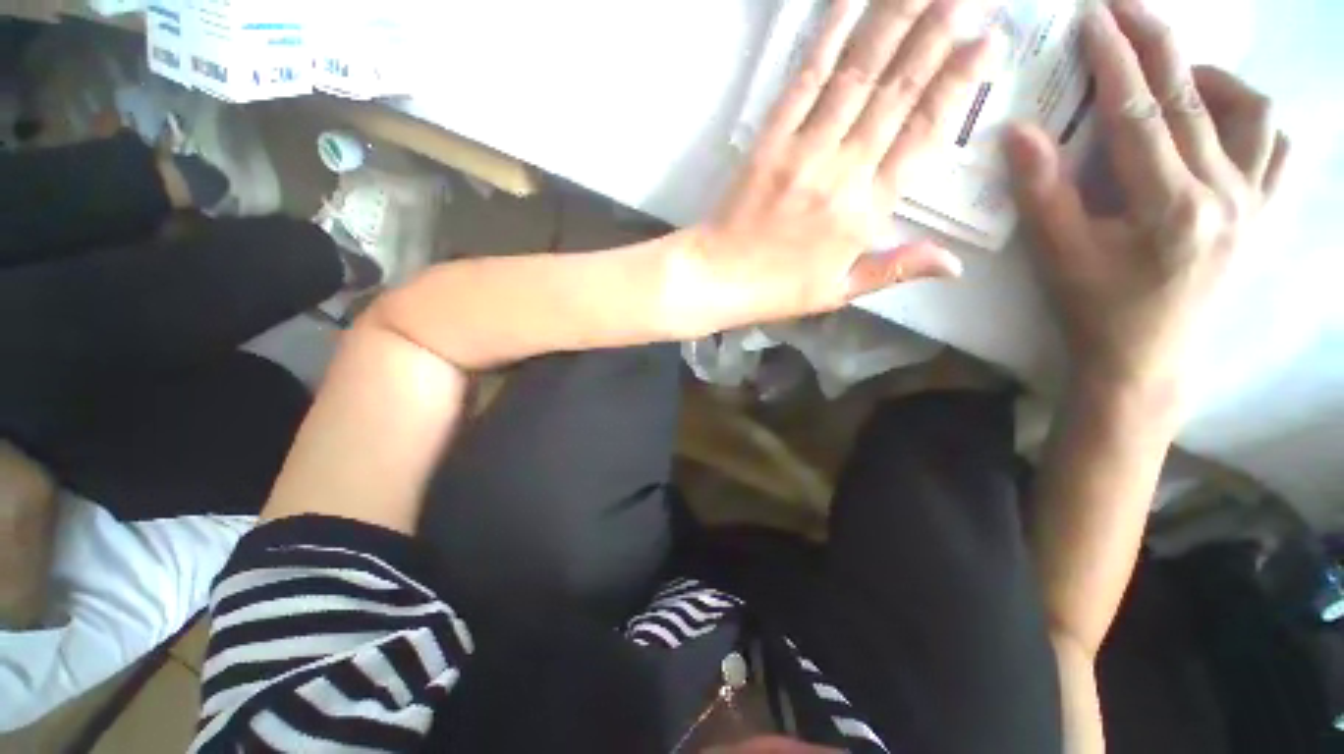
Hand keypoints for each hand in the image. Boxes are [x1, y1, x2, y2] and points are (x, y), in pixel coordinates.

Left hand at [687, 0, 996, 327]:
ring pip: (859, 74)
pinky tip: (849, 3)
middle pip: (897, 92)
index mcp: (866, 211)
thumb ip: (896, 269)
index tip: (986, 43)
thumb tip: (955, 264)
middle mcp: (843, 170)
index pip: (924, 134)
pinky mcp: (770, 139)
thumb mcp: (839, 292)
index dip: (959, 84)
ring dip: (893, 21)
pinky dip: (829, 37)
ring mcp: (803, 149)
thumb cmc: (777, 290)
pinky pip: (805, 80)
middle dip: (936, 35)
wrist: (717, 278)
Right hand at [1006, 0, 1287, 388]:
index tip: (1092, 16)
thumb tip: (1018, 133)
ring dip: (1211, 78)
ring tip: (1176, 75)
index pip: (1139, 113)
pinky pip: (1278, 149)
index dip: (1113, 59)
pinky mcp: (1261, 214)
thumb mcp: (1056, 256)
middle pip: (1193, 97)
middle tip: (1124, 7)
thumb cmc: (1095, 309)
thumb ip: (1041, 192)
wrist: (1146, 359)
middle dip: (1156, 42)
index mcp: (1170, 207)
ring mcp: (1253, 203)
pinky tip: (1224, 120)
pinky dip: (1253, 119)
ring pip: (1252, 111)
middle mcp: (1226, 194)